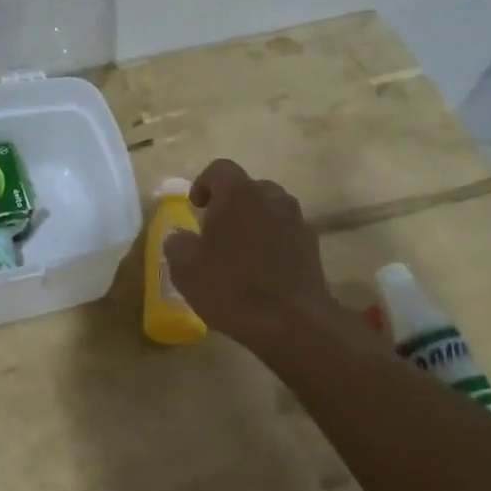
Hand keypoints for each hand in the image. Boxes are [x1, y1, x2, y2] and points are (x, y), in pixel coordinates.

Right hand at [164, 159, 340, 352]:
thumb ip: (177, 244)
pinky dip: (272, 242)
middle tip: (216, 232)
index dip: (204, 183)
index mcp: (238, 193)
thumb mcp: (185, 268)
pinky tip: (262, 271)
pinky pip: (285, 232)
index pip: (219, 169)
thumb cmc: (232, 287)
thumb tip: (180, 237)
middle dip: (230, 204)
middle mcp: (271, 196)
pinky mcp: (312, 245)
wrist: (292, 322)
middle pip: (247, 188)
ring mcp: (296, 220)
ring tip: (240, 252)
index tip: (196, 207)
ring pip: (269, 209)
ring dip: (253, 223)